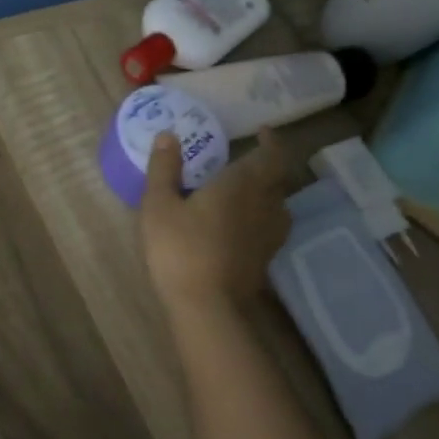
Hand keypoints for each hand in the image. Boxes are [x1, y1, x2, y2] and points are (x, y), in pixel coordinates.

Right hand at [140, 128, 292, 312]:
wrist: (207, 306)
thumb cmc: (180, 248)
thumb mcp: (159, 205)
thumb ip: (164, 168)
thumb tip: (169, 135)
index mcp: (242, 184)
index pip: (272, 155)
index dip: (272, 141)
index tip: (262, 132)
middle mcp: (265, 204)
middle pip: (279, 178)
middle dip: (267, 165)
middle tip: (246, 158)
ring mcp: (269, 234)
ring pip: (279, 204)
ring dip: (269, 191)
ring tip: (246, 190)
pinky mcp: (265, 258)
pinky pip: (272, 226)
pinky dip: (262, 216)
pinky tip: (243, 224)